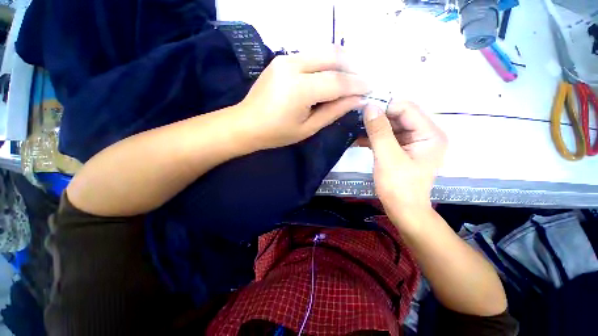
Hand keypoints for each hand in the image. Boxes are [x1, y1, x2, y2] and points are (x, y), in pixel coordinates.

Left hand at [237, 47, 369, 149]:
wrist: (246, 124)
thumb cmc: (276, 133)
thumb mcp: (308, 128)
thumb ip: (333, 111)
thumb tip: (357, 100)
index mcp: (299, 89)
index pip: (337, 81)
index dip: (357, 84)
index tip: (371, 89)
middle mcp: (292, 66)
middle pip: (332, 56)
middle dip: (353, 67)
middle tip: (363, 81)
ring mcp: (285, 58)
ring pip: (323, 51)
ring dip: (341, 62)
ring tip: (351, 78)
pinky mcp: (282, 59)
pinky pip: (312, 55)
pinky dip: (327, 63)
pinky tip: (332, 75)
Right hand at [363, 101, 447, 226]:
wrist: (403, 210)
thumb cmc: (398, 186)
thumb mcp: (387, 157)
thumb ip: (379, 131)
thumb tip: (370, 107)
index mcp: (429, 134)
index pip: (406, 109)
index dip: (385, 107)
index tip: (362, 111)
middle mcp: (425, 134)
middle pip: (399, 116)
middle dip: (378, 118)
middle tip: (356, 120)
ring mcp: (414, 142)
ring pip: (392, 126)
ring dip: (374, 128)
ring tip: (355, 129)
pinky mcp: (403, 150)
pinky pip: (389, 137)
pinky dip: (375, 137)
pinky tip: (360, 139)